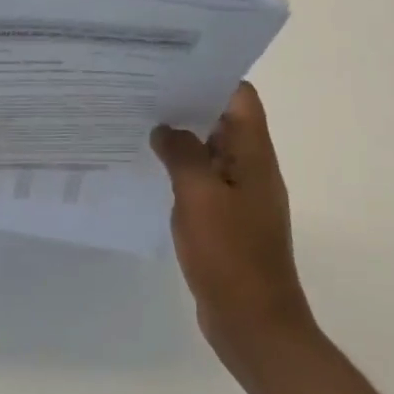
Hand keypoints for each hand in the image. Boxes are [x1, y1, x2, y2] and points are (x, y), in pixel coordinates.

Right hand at [151, 83, 318, 385]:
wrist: (254, 325)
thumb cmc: (230, 255)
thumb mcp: (199, 195)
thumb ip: (182, 153)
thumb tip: (165, 128)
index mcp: (254, 154)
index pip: (240, 97)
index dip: (210, 77)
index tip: (172, 68)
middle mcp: (251, 168)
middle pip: (223, 120)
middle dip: (187, 105)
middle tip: (143, 92)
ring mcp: (240, 196)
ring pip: (210, 152)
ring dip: (181, 139)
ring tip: (139, 123)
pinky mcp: (226, 220)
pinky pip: (203, 182)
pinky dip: (181, 171)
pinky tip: (150, 170)